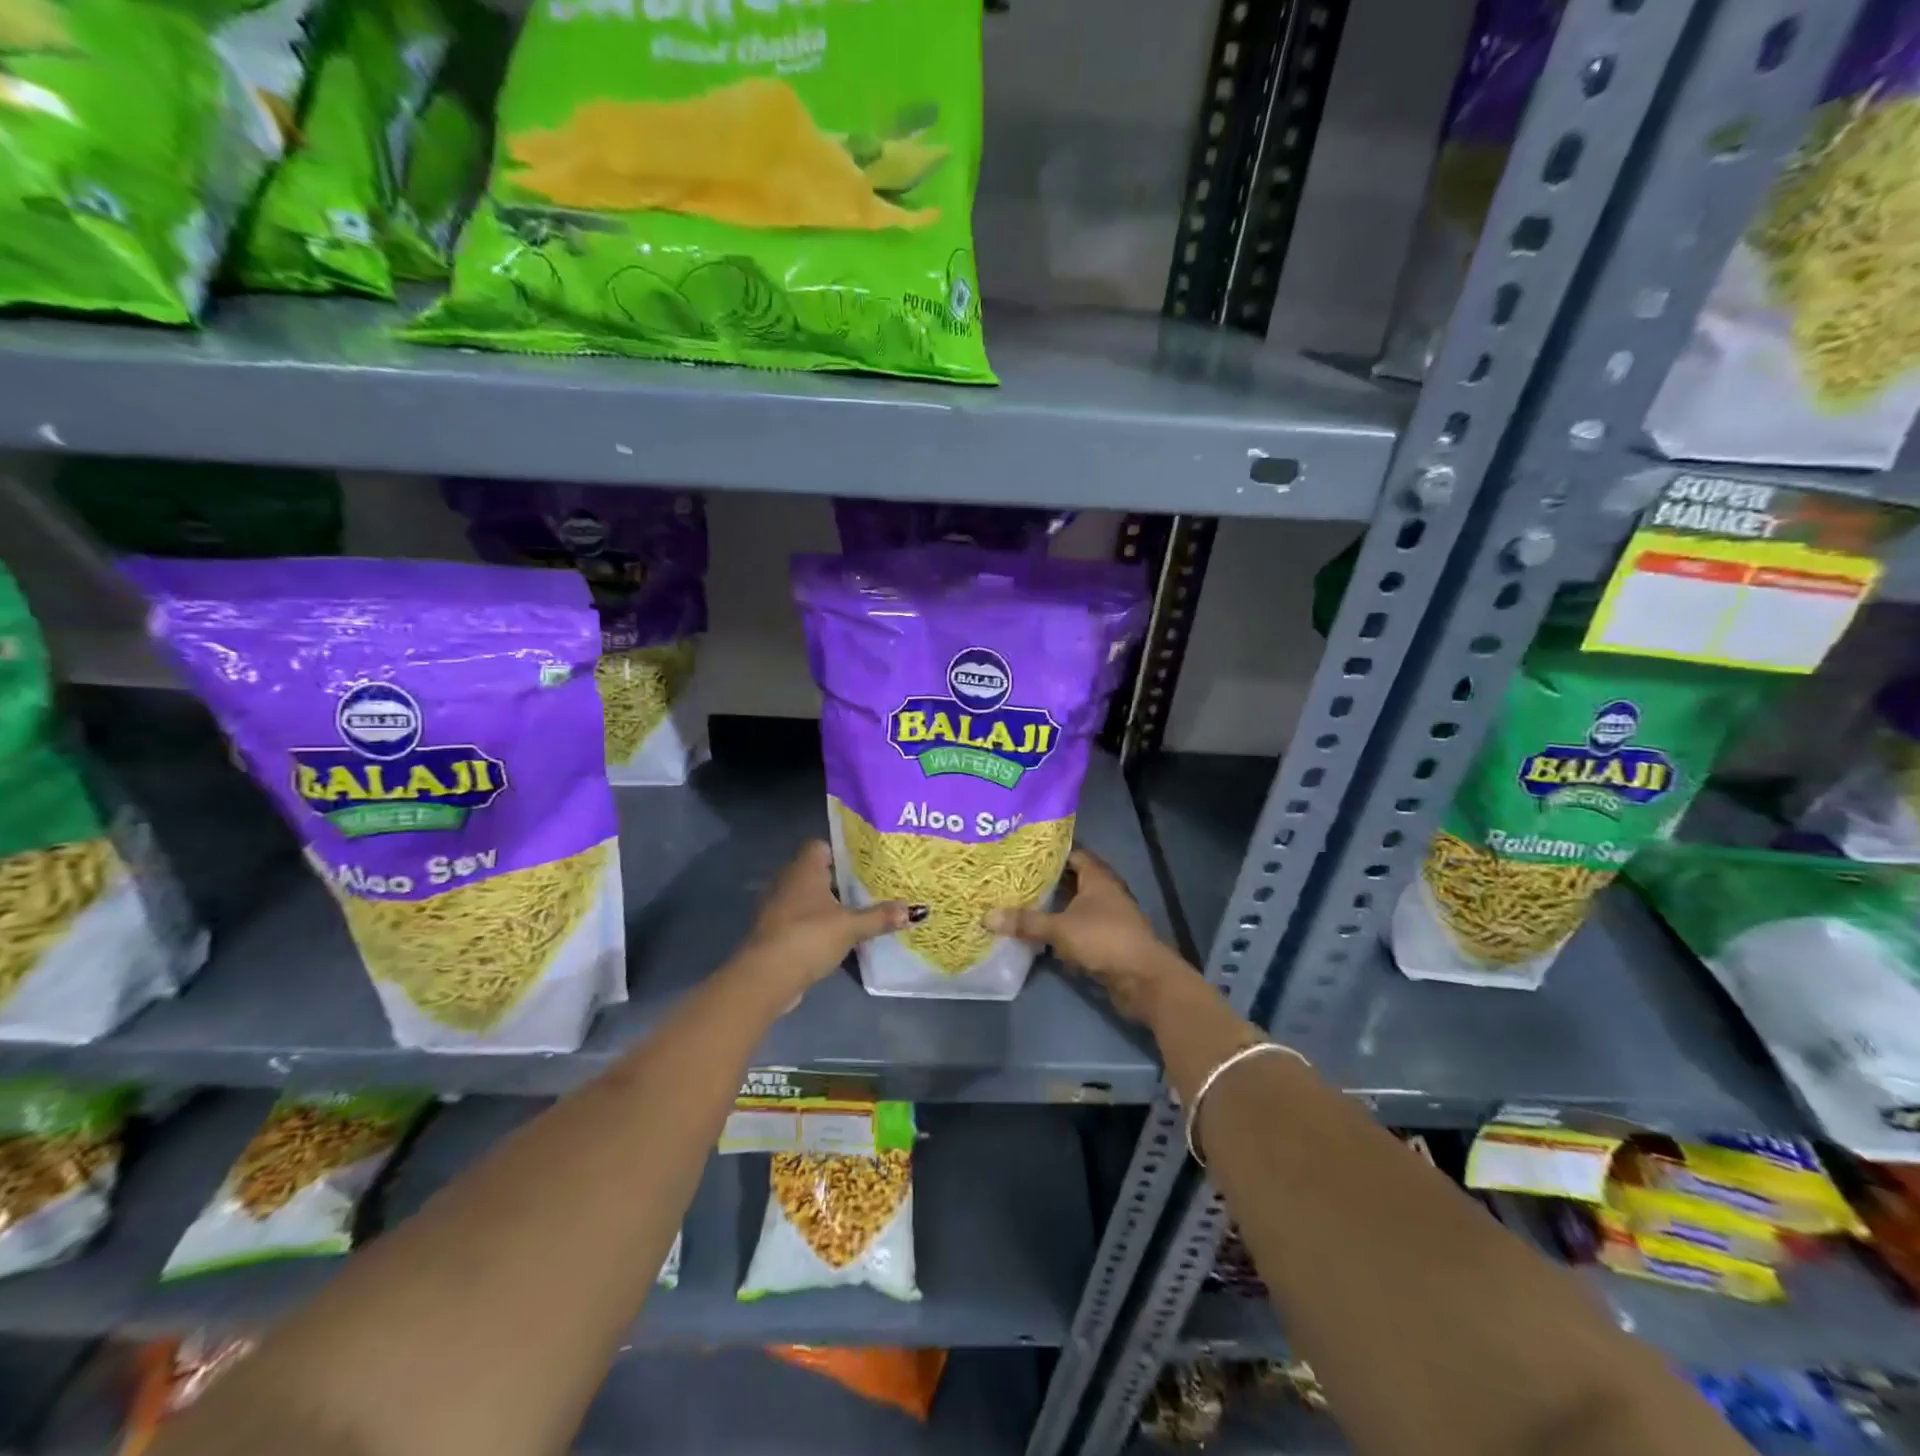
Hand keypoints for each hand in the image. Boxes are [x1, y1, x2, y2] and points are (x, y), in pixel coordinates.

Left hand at [742, 840, 911, 992]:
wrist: (766, 977)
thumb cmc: (809, 937)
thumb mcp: (851, 927)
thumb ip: (880, 917)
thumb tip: (914, 910)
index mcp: (804, 869)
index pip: (820, 846)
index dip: (841, 851)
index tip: (865, 863)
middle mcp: (787, 881)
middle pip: (815, 872)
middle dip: (840, 880)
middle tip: (869, 888)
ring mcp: (777, 907)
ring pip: (807, 897)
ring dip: (827, 905)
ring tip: (857, 912)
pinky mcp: (774, 932)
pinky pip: (800, 919)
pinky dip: (815, 925)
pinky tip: (836, 936)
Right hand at [984, 848, 1189, 1019]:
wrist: (1143, 979)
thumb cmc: (1104, 939)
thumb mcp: (1060, 928)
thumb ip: (1026, 922)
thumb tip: (987, 916)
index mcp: (1098, 878)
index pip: (1073, 854)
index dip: (1051, 852)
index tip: (1023, 853)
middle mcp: (1104, 892)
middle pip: (1072, 880)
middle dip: (1046, 881)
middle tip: (1013, 878)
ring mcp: (1107, 918)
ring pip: (1074, 906)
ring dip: (1053, 907)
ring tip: (1019, 903)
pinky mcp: (1106, 941)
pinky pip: (1077, 929)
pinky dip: (1061, 930)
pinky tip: (1038, 934)